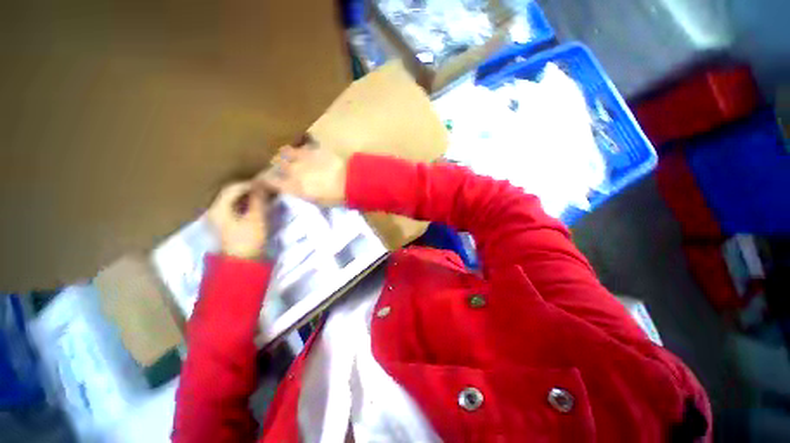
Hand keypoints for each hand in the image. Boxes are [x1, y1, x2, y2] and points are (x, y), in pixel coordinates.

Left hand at [206, 181, 267, 259]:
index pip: (232, 188)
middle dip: (248, 191)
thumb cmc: (248, 239)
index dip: (249, 184)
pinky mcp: (224, 227)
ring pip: (233, 203)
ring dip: (248, 199)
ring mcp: (218, 220)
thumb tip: (262, 183)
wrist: (242, 264)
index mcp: (218, 208)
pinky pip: (234, 211)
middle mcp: (214, 212)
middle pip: (231, 195)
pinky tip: (256, 209)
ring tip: (263, 199)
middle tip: (265, 191)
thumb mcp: (256, 218)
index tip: (265, 184)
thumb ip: (259, 199)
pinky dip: (245, 207)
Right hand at [257, 141, 346, 206]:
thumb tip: (296, 188)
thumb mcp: (316, 200)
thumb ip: (302, 192)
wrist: (349, 181)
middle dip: (278, 164)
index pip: (272, 182)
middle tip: (282, 166)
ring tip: (292, 155)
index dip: (267, 180)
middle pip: (278, 163)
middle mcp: (294, 171)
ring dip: (288, 154)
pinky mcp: (315, 149)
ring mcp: (303, 158)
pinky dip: (302, 149)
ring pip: (287, 151)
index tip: (265, 180)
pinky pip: (303, 146)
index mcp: (293, 187)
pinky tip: (306, 150)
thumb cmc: (335, 197)